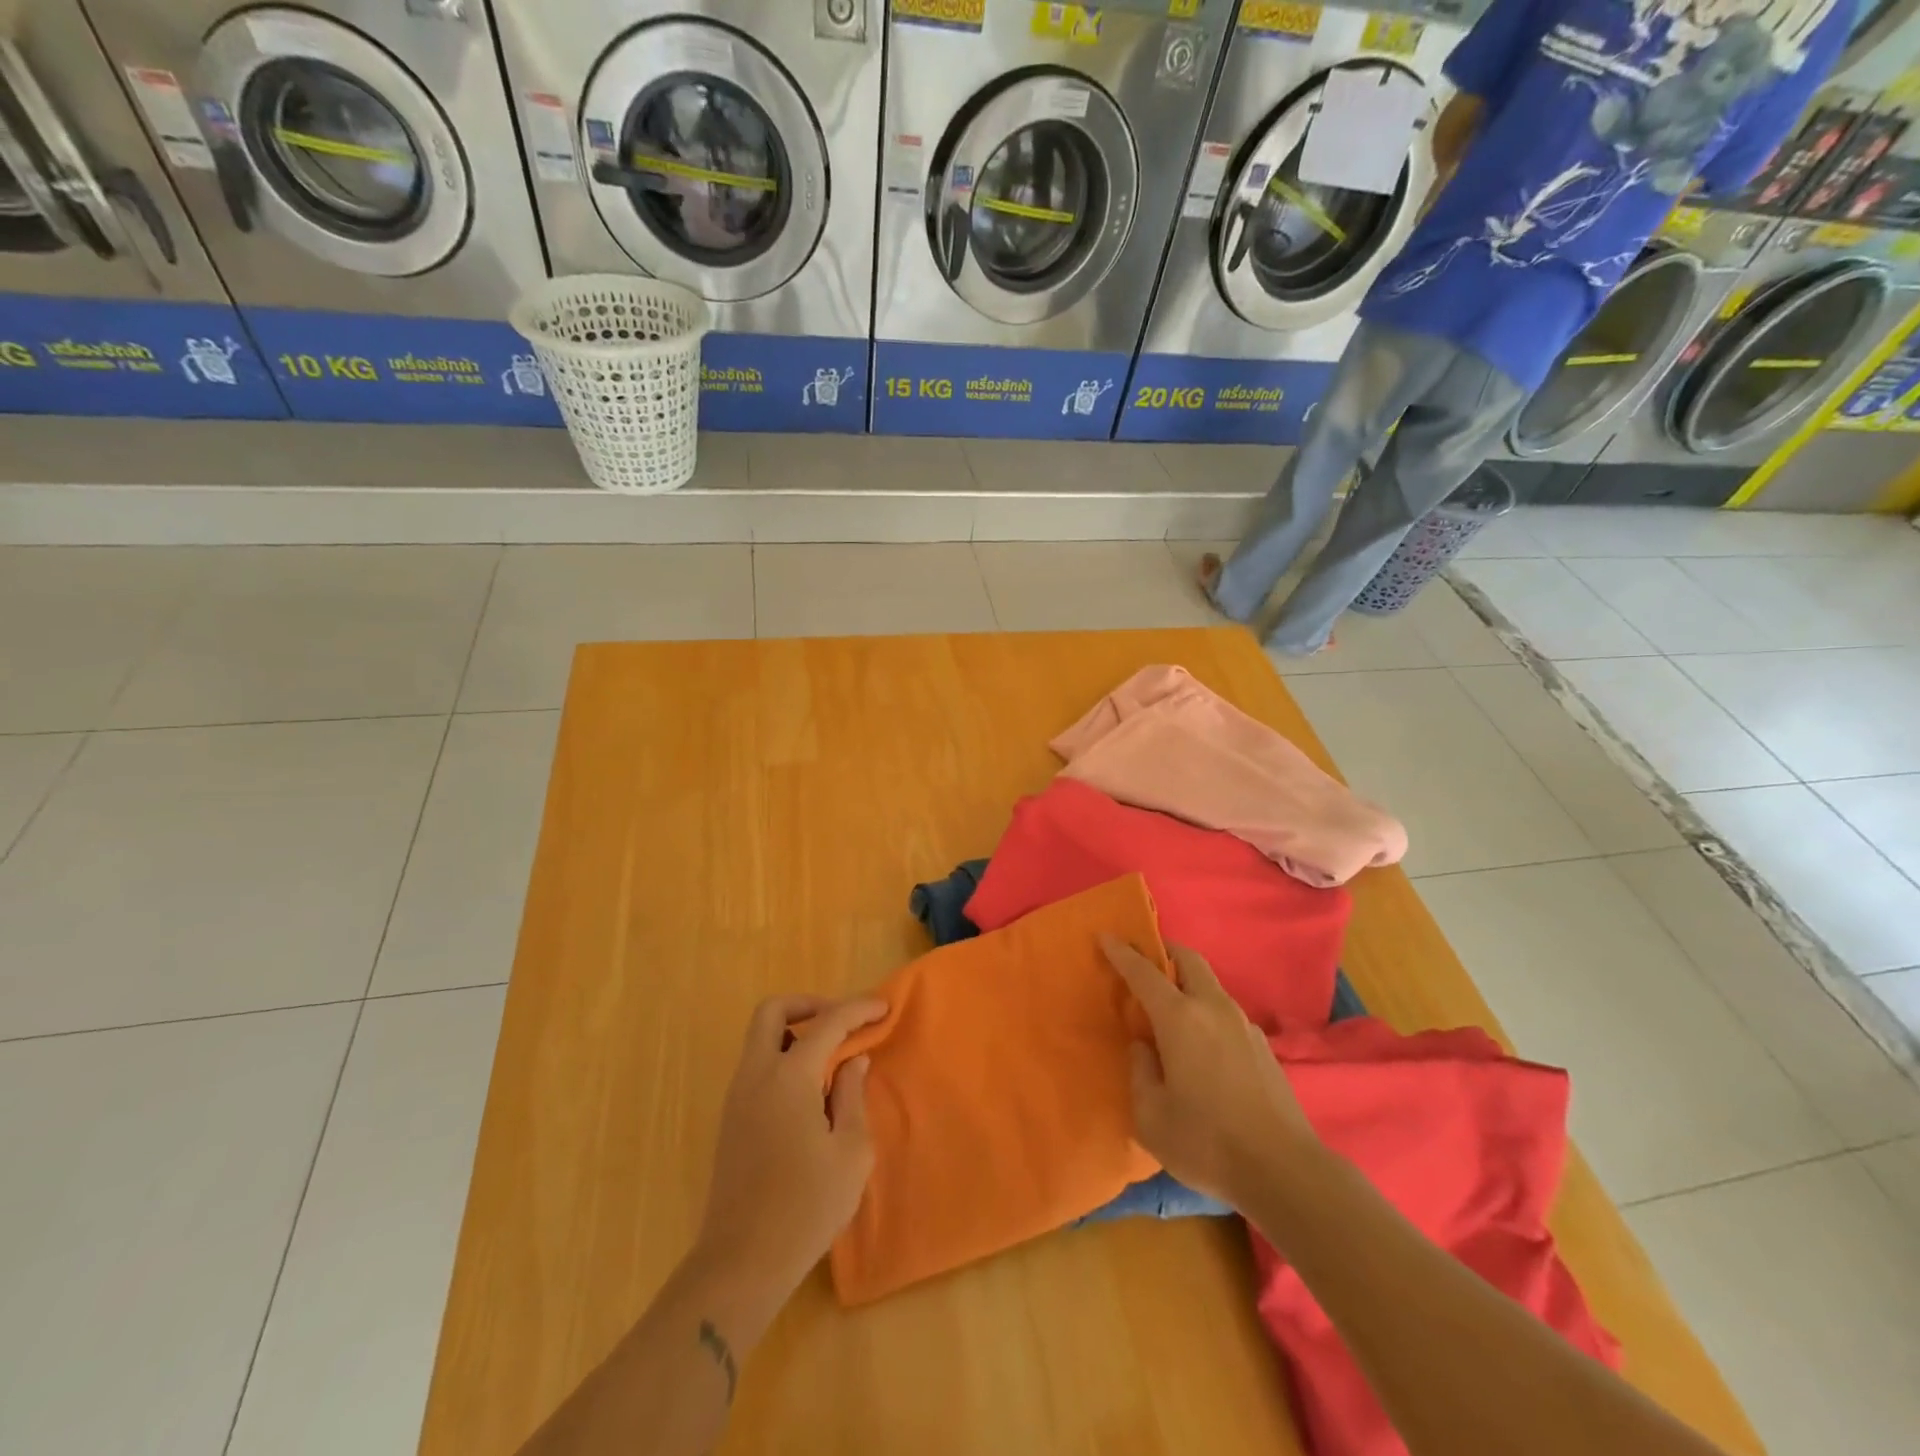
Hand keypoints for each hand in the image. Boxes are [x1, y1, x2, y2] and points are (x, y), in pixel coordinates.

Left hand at [695, 995, 887, 1301]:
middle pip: (772, 1011)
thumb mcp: (850, 1152)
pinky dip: (783, 1057)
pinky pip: (756, 1066)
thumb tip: (853, 1062)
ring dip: (794, 1031)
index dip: (857, 1010)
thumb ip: (852, 1096)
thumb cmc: (806, 1207)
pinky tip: (810, 1090)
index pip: (827, 1023)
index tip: (883, 1008)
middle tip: (841, 1021)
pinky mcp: (731, 1120)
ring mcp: (737, 1097)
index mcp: (788, 1077)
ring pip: (760, 1037)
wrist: (740, 1263)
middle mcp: (756, 1075)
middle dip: (809, 1005)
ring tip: (831, 1057)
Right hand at [1103, 938, 1317, 1210]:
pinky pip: (1226, 1014)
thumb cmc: (1207, 1142)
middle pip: (1188, 960)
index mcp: (1180, 1018)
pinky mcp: (1264, 1047)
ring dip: (1188, 984)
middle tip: (1145, 963)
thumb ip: (1141, 1071)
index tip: (1106, 936)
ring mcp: (1244, 1025)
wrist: (1285, 1171)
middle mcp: (1213, 1009)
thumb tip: (1144, 1047)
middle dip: (1165, 952)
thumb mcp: (1151, 1116)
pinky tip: (1202, 1048)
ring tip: (1171, 1012)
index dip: (1122, 952)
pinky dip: (1207, 1012)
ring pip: (1211, 985)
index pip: (1144, 972)